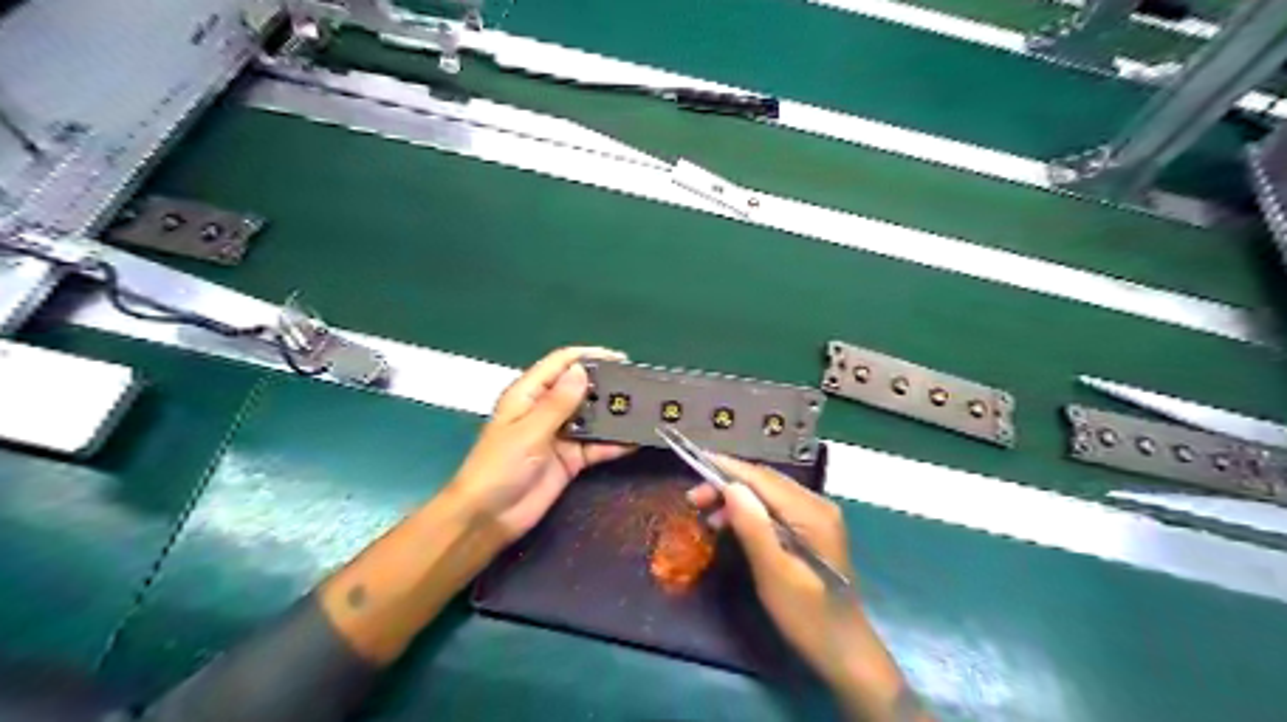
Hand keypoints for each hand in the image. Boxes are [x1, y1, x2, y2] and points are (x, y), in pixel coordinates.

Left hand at [448, 349, 637, 547]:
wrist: (488, 518)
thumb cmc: (499, 467)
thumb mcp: (528, 431)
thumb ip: (558, 403)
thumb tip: (582, 370)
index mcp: (528, 395)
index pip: (560, 364)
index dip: (589, 356)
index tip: (620, 359)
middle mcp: (546, 410)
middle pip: (581, 388)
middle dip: (607, 385)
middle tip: (640, 385)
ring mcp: (560, 436)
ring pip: (592, 417)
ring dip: (614, 414)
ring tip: (646, 409)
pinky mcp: (570, 460)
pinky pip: (597, 446)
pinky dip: (615, 443)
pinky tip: (637, 440)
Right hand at [688, 458, 857, 682]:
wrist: (844, 650)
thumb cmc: (807, 615)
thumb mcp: (774, 573)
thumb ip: (753, 527)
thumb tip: (730, 486)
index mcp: (812, 512)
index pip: (763, 478)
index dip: (727, 468)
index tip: (694, 460)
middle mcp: (817, 504)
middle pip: (765, 481)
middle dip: (727, 483)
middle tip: (693, 498)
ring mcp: (817, 516)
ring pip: (768, 493)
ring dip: (736, 497)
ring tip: (705, 512)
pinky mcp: (812, 529)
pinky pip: (775, 507)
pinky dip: (750, 510)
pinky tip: (730, 523)